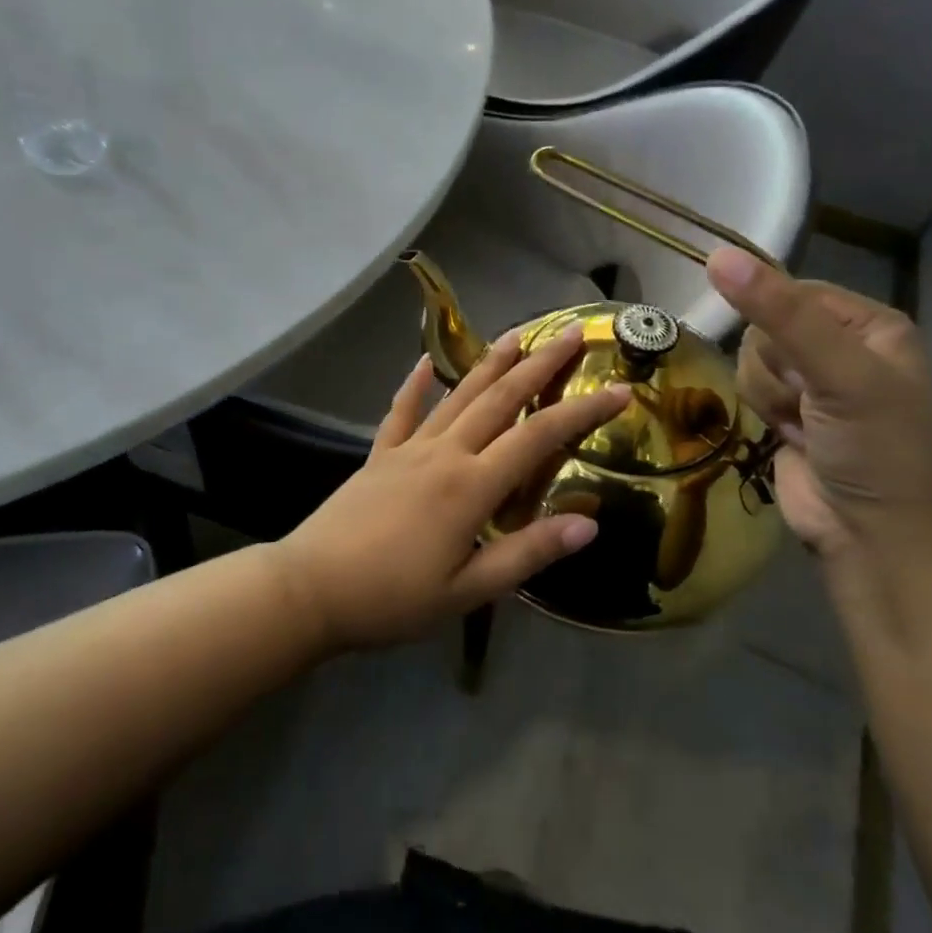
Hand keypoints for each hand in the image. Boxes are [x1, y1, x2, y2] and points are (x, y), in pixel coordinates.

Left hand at [270, 326, 630, 651]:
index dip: (582, 412)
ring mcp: (408, 449)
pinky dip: (416, 385)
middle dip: (539, 364)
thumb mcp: (468, 590)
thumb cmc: (394, 599)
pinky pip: (401, 412)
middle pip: (499, 398)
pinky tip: (425, 362)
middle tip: (570, 334)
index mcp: (472, 486)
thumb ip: (527, 553)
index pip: (539, 437)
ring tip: (516, 333)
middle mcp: (444, 453)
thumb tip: (588, 523)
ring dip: (489, 363)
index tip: (619, 389)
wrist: (312, 589)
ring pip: (457, 396)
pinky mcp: (379, 455)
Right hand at [707, 247, 931, 560]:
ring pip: (750, 358)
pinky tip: (789, 436)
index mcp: (870, 325)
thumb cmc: (875, 449)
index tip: (800, 363)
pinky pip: (748, 387)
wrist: (871, 537)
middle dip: (775, 368)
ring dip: (768, 395)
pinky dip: (762, 412)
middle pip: (764, 326)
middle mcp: (841, 346)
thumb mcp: (838, 373)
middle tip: (809, 401)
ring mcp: (812, 382)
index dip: (779, 324)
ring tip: (802, 425)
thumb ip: (779, 313)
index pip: (792, 291)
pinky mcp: (787, 411)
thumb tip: (717, 256)